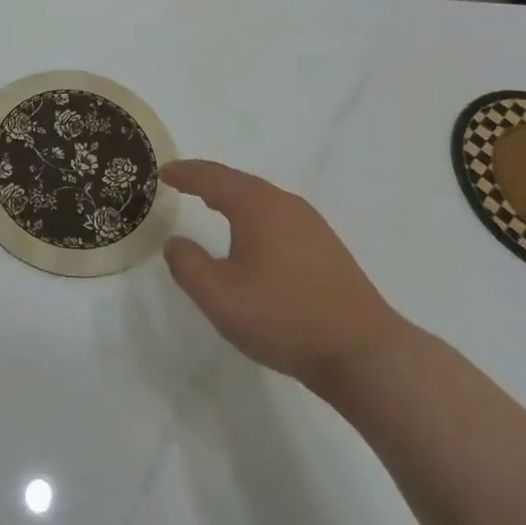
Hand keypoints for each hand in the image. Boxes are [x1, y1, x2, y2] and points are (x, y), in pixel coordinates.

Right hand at [161, 160, 404, 386]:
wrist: (363, 352)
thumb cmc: (283, 317)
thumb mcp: (219, 296)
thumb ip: (187, 265)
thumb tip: (175, 242)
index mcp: (257, 206)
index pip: (212, 178)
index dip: (185, 173)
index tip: (162, 172)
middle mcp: (286, 205)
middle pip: (239, 182)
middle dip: (208, 180)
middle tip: (182, 182)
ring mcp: (311, 225)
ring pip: (261, 199)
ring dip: (232, 197)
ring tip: (211, 203)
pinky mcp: (326, 248)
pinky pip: (278, 217)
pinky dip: (253, 215)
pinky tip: (252, 237)